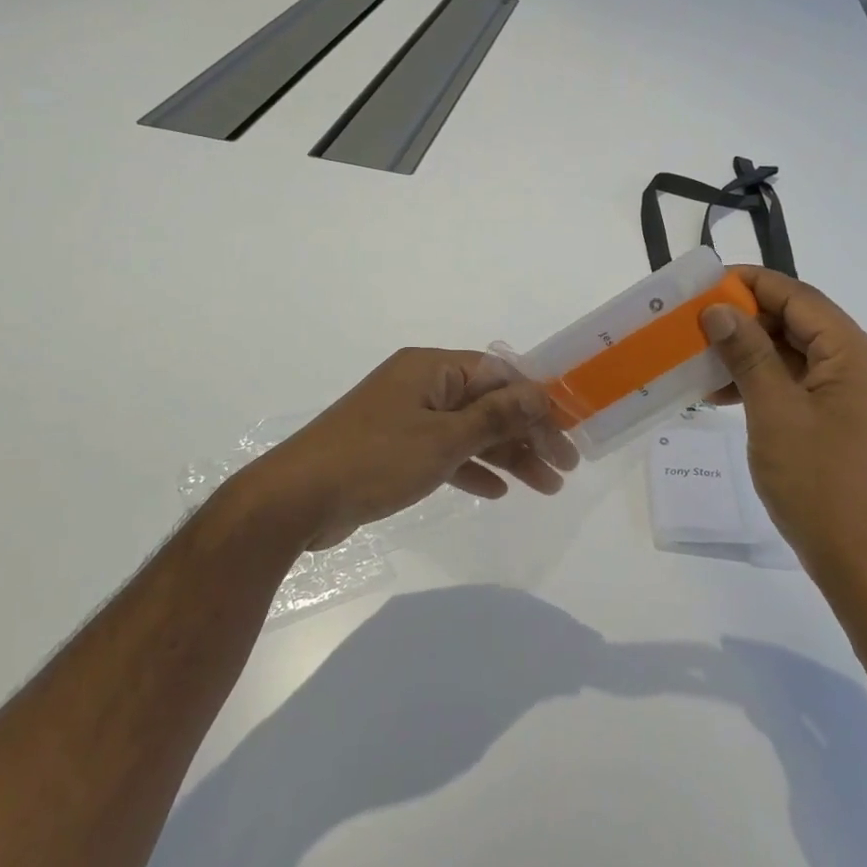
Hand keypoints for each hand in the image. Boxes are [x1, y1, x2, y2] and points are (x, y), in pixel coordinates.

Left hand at [231, 349, 579, 551]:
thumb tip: (539, 395)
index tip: (569, 431)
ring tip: (544, 487)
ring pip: (469, 431)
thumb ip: (494, 417)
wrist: (296, 499)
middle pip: (488, 403)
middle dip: (527, 434)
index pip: (499, 375)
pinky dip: (471, 468)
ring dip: (506, 455)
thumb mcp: (443, 439)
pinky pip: (444, 452)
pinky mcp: (394, 449)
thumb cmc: (375, 460)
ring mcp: (406, 417)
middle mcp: (421, 385)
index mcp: (431, 368)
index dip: (537, 402)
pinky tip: (496, 491)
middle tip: (565, 469)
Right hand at [700, 268, 866, 595]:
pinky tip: (726, 395)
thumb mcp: (774, 411)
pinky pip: (805, 385)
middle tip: (696, 325)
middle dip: (747, 321)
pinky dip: (768, 382)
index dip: (751, 284)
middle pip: (801, 323)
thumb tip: (719, 310)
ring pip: (800, 355)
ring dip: (753, 354)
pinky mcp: (851, 420)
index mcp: (859, 355)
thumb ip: (748, 353)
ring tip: (703, 362)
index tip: (705, 284)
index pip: (800, 298)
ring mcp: (862, 396)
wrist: (863, 562)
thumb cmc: (818, 483)